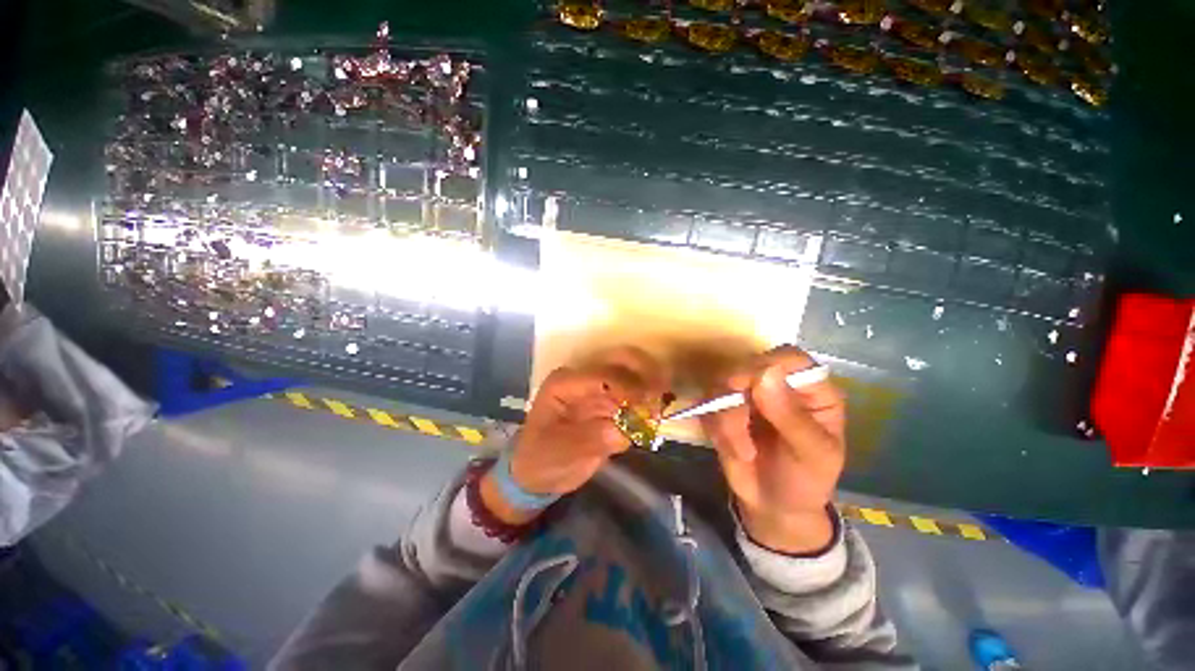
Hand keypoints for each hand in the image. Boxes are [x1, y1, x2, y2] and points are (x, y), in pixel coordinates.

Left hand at [481, 347, 665, 523]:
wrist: (538, 472)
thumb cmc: (542, 459)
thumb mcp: (560, 453)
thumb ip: (591, 439)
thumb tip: (625, 430)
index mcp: (565, 383)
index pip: (602, 375)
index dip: (627, 387)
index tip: (646, 407)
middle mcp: (584, 377)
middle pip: (621, 359)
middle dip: (646, 372)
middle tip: (662, 395)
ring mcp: (598, 387)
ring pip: (633, 370)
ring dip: (651, 383)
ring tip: (662, 405)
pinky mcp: (610, 401)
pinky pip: (636, 391)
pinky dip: (650, 398)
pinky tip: (657, 412)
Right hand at [701, 346, 845, 554]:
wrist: (773, 506)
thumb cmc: (805, 480)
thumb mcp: (811, 454)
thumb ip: (791, 416)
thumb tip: (767, 373)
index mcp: (808, 388)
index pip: (788, 358)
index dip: (767, 364)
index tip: (748, 384)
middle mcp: (775, 384)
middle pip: (746, 366)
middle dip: (737, 401)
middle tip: (738, 431)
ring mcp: (745, 394)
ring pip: (720, 386)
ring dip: (726, 421)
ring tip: (743, 453)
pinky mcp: (721, 407)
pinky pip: (707, 405)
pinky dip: (716, 429)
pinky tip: (733, 450)